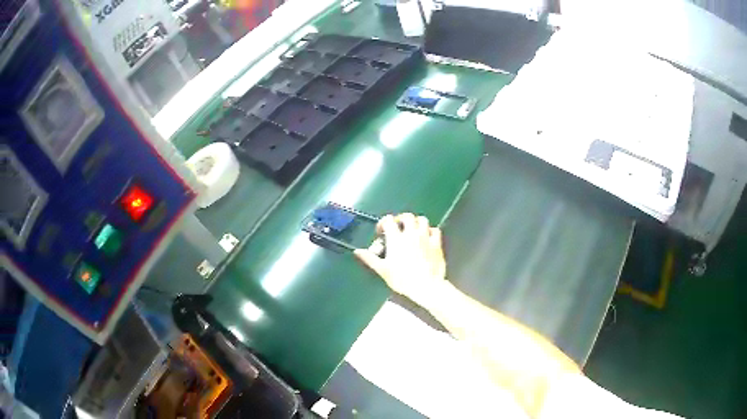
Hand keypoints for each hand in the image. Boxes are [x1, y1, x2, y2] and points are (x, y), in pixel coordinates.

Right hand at [354, 213, 446, 305]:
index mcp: (396, 239)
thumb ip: (369, 258)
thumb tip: (357, 251)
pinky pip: (435, 230)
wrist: (426, 286)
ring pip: (422, 220)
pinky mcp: (437, 244)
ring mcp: (426, 237)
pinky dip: (430, 230)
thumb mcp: (382, 270)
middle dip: (400, 219)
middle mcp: (411, 234)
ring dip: (416, 222)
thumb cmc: (402, 279)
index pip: (389, 220)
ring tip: (412, 230)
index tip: (381, 231)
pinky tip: (427, 237)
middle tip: (397, 227)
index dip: (383, 223)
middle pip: (407, 216)